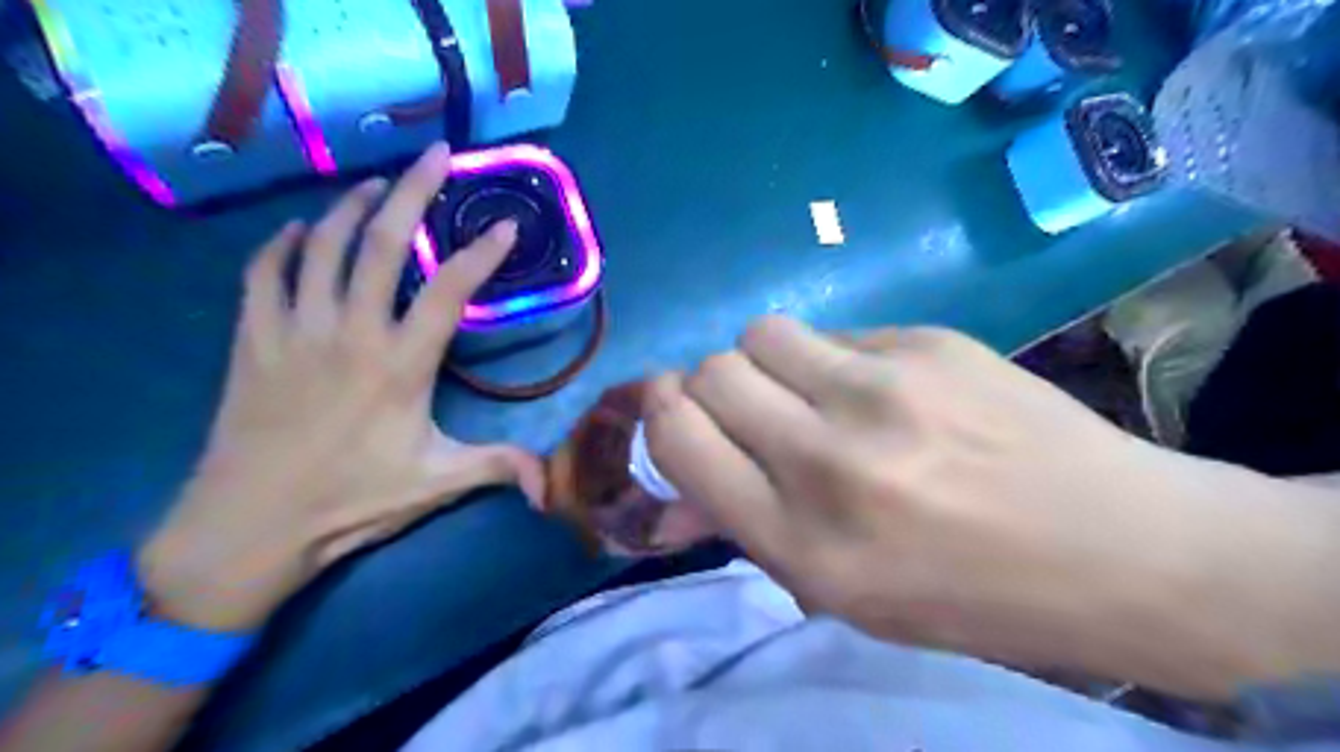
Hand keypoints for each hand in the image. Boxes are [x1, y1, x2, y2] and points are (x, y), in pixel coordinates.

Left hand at [139, 143, 542, 632]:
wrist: (250, 525)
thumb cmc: (351, 501)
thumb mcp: (437, 484)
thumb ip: (499, 468)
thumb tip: (552, 483)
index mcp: (400, 365)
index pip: (450, 291)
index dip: (481, 254)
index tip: (506, 224)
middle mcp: (350, 332)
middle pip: (384, 244)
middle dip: (414, 191)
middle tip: (437, 155)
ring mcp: (294, 329)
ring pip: (324, 245)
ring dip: (353, 206)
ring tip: (377, 183)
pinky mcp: (252, 338)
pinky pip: (265, 272)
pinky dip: (284, 243)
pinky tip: (302, 231)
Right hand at [642, 318, 1338, 699]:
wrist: (1114, 549)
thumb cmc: (964, 592)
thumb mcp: (841, 592)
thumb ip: (749, 526)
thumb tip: (677, 481)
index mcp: (800, 542)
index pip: (680, 438)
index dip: (662, 413)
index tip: (671, 409)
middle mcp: (828, 461)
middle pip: (711, 371)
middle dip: (711, 386)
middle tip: (751, 409)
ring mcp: (883, 392)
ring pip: (762, 332)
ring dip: (767, 360)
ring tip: (810, 388)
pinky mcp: (929, 343)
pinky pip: (837, 332)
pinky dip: (836, 358)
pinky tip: (886, 389)